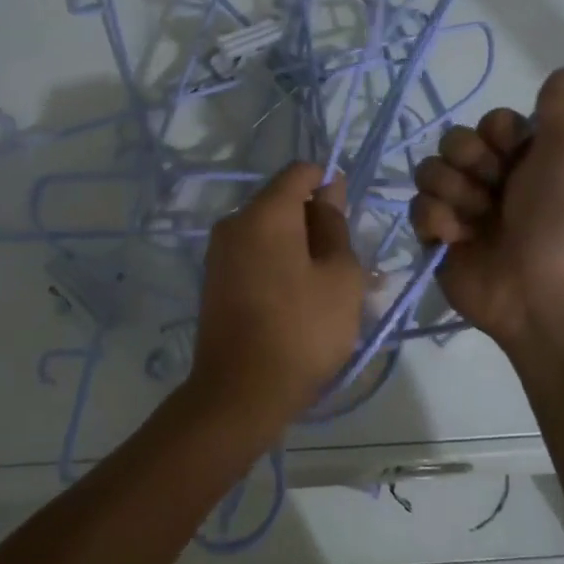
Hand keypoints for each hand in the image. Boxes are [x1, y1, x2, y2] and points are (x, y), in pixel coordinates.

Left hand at [189, 163, 366, 427]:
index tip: (349, 222)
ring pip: (270, 232)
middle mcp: (234, 222)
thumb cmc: (303, 331)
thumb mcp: (341, 276)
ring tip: (327, 290)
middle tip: (345, 266)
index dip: (329, 185)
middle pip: (282, 202)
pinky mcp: (214, 280)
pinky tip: (299, 301)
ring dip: (300, 248)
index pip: (300, 172)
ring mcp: (219, 252)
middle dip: (316, 222)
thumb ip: (335, 225)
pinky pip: (254, 256)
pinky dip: (279, 266)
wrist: (240, 392)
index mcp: (265, 213)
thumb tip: (327, 191)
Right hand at [410, 68, 563, 352]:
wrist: (541, 295)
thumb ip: (558, 113)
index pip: (488, 123)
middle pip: (452, 142)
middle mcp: (489, 179)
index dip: (494, 136)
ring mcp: (460, 208)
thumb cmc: (559, 223)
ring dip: (452, 193)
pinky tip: (457, 241)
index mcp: (522, 160)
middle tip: (494, 190)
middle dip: (469, 164)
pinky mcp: (436, 237)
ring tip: (476, 221)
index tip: (512, 155)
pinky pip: (417, 209)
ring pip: (428, 172)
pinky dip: (437, 222)